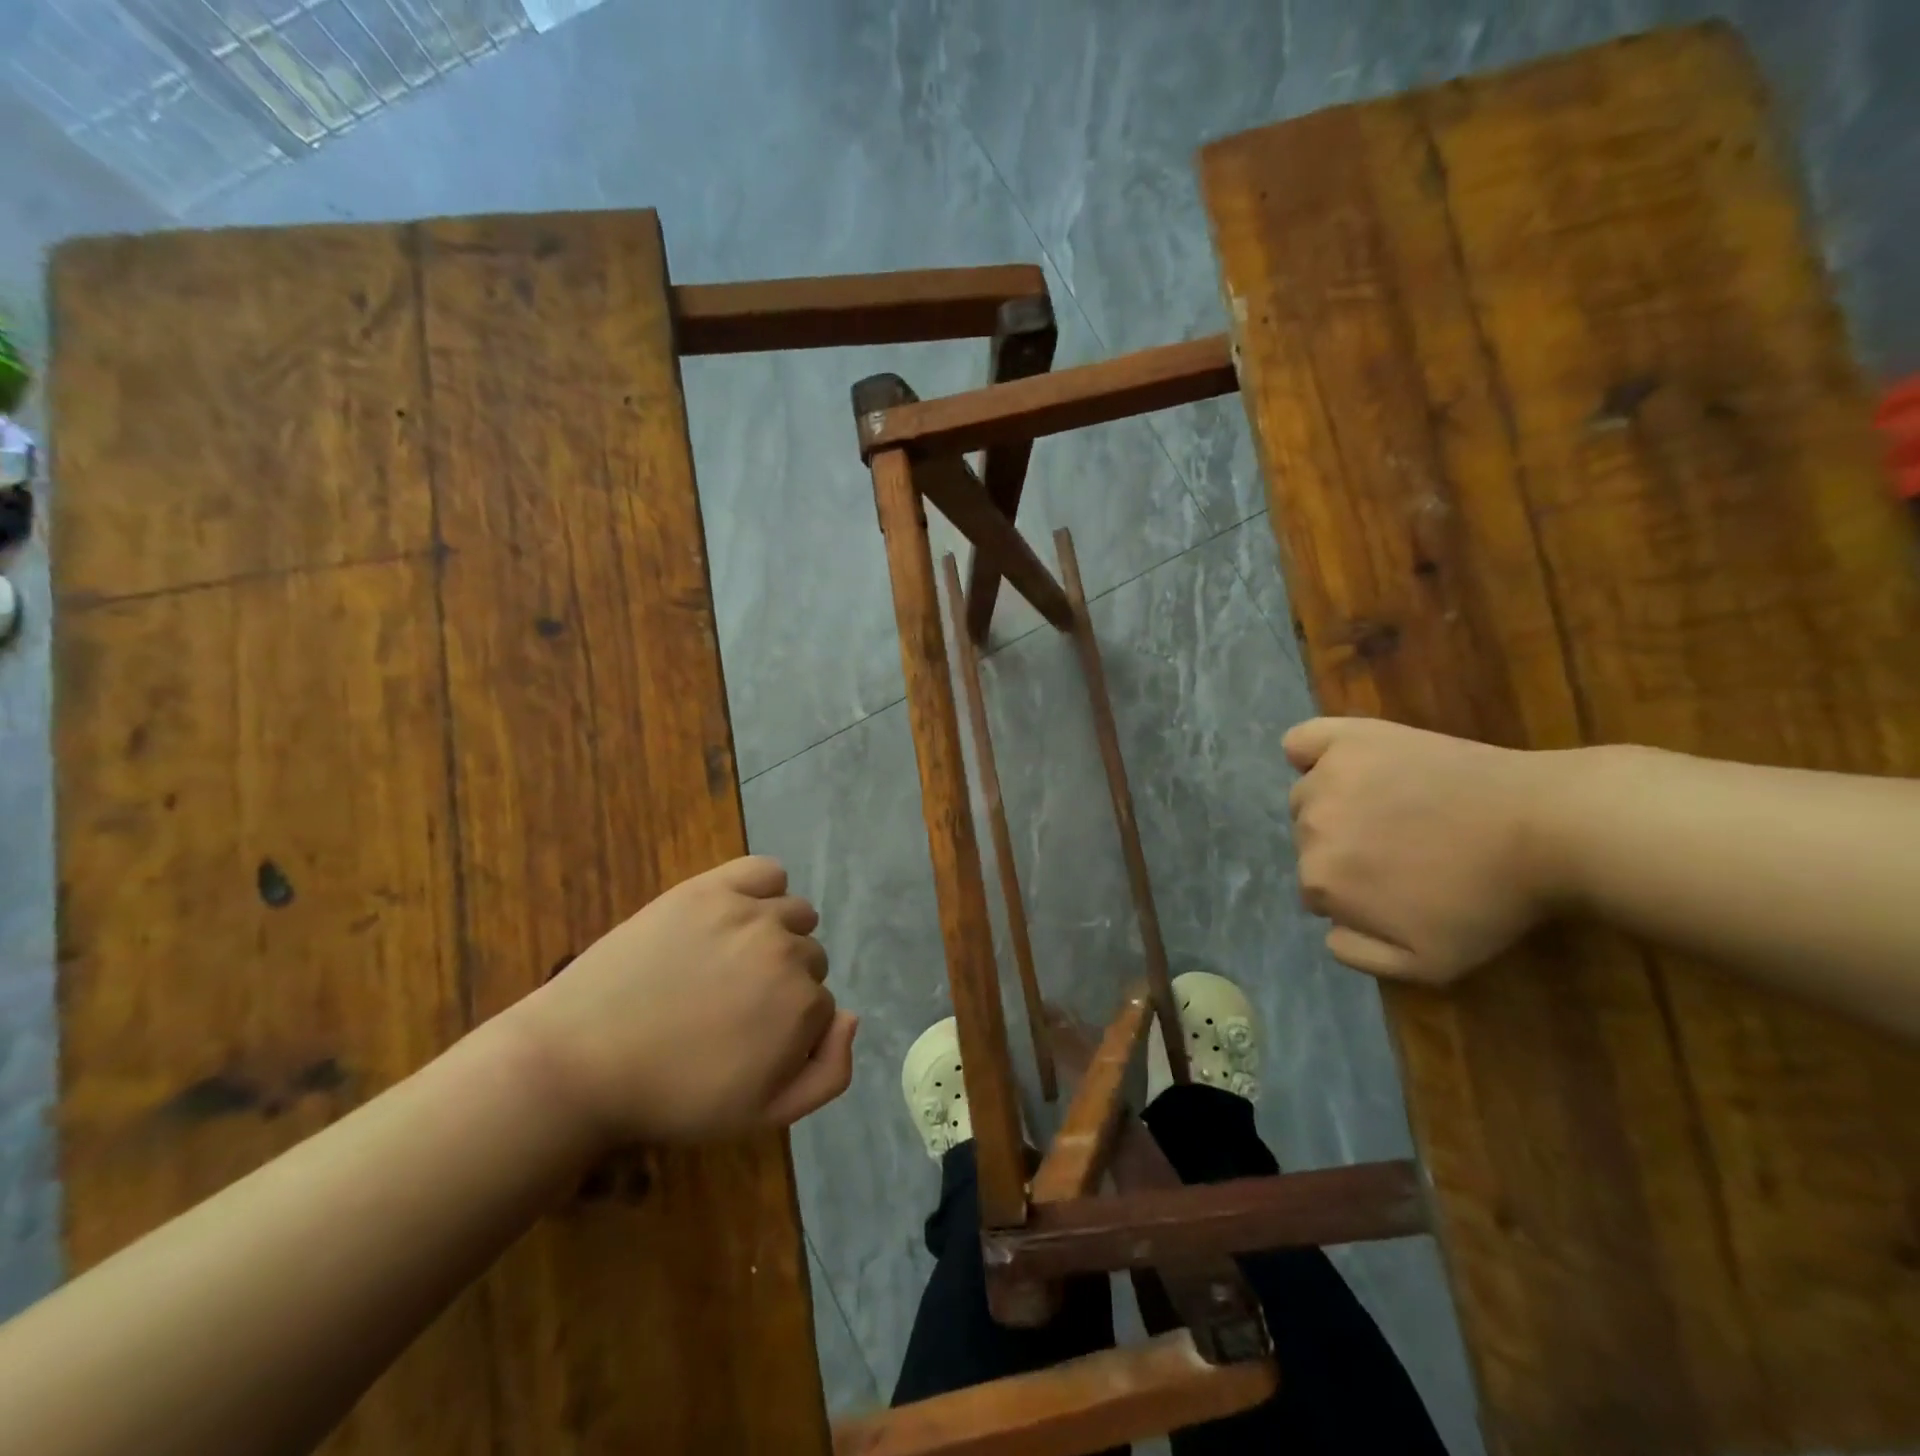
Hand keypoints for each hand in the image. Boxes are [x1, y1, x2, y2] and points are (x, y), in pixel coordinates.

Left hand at [503, 856, 857, 1146]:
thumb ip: (829, 1074)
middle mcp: (787, 951)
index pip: (822, 1005)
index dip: (788, 1028)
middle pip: (810, 957)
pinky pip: (767, 871)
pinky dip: (764, 889)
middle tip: (731, 1005)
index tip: (748, 1040)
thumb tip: (853, 1016)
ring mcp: (749, 914)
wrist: (580, 1062)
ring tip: (729, 961)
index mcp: (802, 1006)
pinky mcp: (710, 888)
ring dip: (777, 935)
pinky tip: (738, 914)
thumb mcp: (762, 1115)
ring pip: (795, 914)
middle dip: (783, 981)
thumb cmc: (672, 1096)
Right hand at [1283, 717, 1570, 984]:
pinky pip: (1301, 742)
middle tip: (1400, 846)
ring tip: (1393, 806)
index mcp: (1322, 880)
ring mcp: (1327, 778)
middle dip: (1344, 847)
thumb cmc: (1489, 900)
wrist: (1546, 829)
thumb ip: (1360, 955)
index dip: (1354, 892)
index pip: (1317, 890)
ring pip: (1309, 796)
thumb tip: (1327, 930)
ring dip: (1335, 804)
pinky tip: (1337, 762)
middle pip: (1309, 841)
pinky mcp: (1349, 739)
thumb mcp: (1430, 964)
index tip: (1393, 887)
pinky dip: (1307, 753)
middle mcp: (1310, 827)